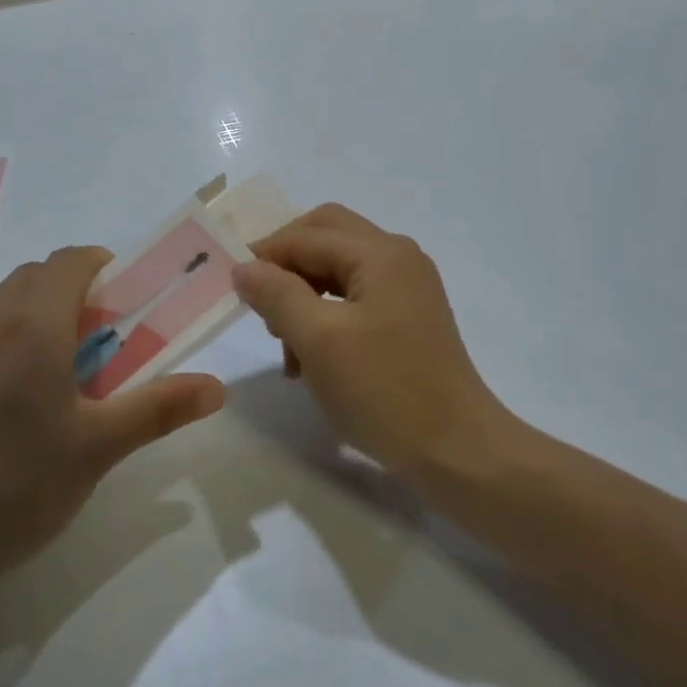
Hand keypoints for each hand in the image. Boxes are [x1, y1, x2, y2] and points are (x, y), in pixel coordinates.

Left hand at [0, 247, 226, 608]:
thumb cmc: (11, 491)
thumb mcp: (96, 451)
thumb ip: (159, 408)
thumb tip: (217, 386)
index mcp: (32, 327)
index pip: (70, 260)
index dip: (100, 267)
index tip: (117, 303)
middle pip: (30, 281)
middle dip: (64, 298)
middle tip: (85, 352)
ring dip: (19, 330)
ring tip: (32, 395)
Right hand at [231, 205, 513, 487]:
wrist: (457, 451)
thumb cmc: (385, 392)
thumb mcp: (319, 341)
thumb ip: (278, 294)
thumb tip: (244, 266)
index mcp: (380, 253)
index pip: (307, 236)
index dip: (264, 254)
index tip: (230, 285)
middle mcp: (398, 257)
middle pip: (327, 237)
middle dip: (287, 266)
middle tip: (259, 303)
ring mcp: (408, 286)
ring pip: (339, 269)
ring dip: (305, 295)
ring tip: (286, 347)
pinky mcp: (409, 315)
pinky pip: (356, 296)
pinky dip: (327, 315)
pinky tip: (312, 358)